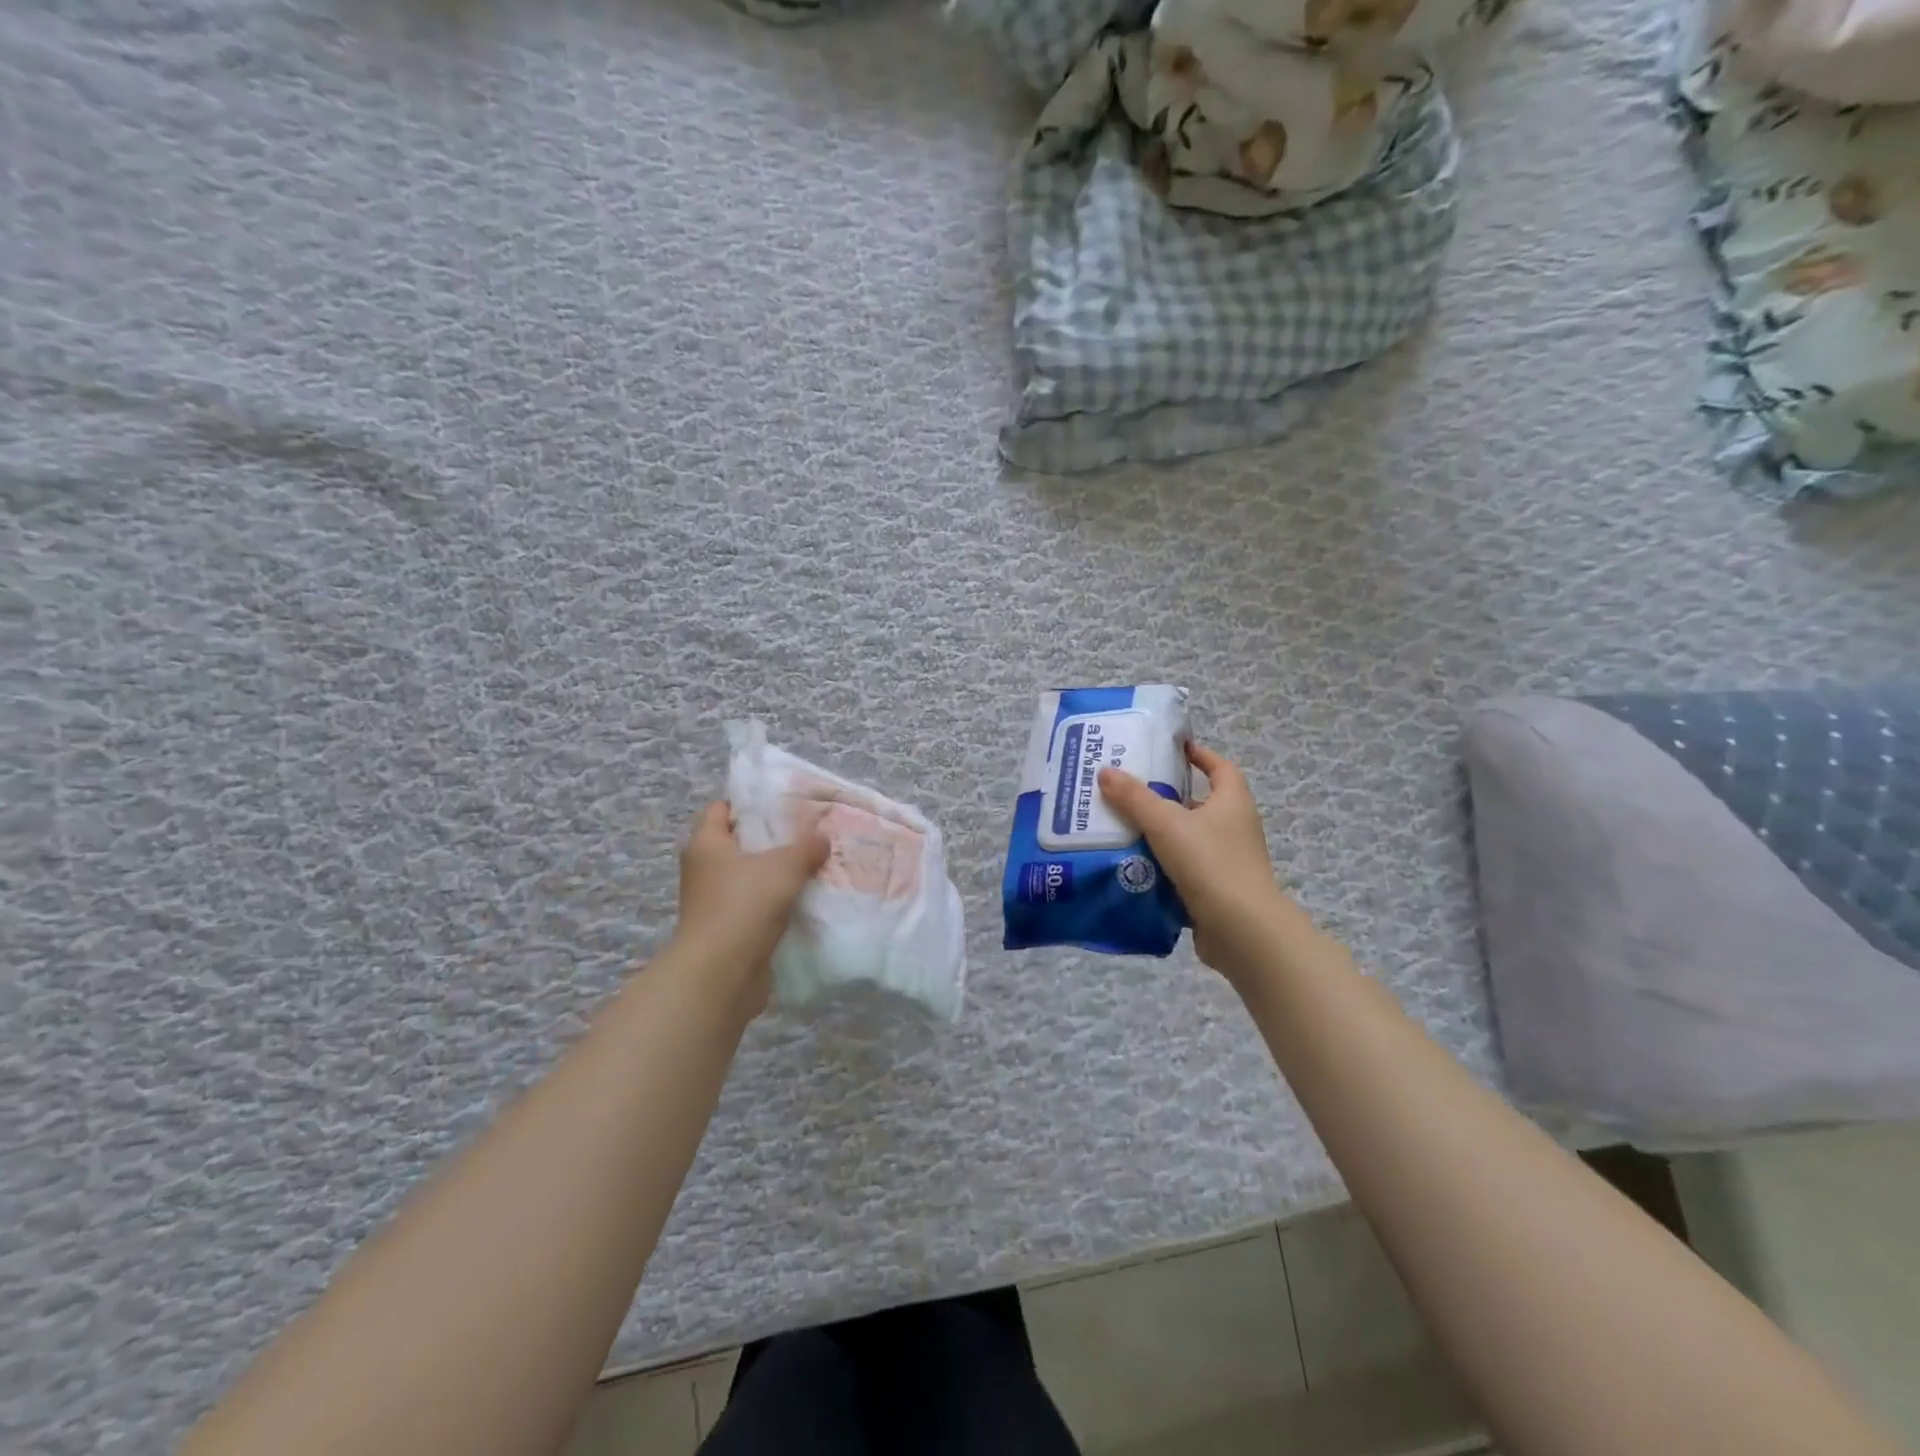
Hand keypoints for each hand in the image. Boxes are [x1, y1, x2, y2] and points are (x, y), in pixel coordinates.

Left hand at [673, 803, 829, 1015]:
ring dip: (773, 875)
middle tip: (804, 833)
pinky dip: (774, 904)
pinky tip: (803, 901)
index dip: (747, 803)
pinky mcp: (726, 931)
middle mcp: (703, 870)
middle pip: (736, 844)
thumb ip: (806, 848)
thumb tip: (822, 838)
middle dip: (768, 839)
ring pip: (747, 878)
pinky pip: (753, 907)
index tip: (780, 803)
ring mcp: (712, 903)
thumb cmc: (744, 905)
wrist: (721, 973)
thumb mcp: (784, 867)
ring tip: (811, 865)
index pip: (720, 810)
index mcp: (706, 844)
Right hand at [1098, 743, 1289, 981]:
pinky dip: (1163, 866)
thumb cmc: (1210, 862)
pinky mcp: (1217, 890)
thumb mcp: (1166, 823)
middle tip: (1129, 791)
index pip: (1220, 767)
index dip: (1199, 755)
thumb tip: (1105, 771)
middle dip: (1167, 797)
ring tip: (1121, 828)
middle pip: (1200, 803)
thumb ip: (1134, 797)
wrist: (1241, 930)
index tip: (1171, 750)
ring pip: (1189, 838)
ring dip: (1161, 834)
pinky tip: (1133, 867)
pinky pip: (1185, 870)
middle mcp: (1235, 827)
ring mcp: (1228, 861)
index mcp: (1233, 802)